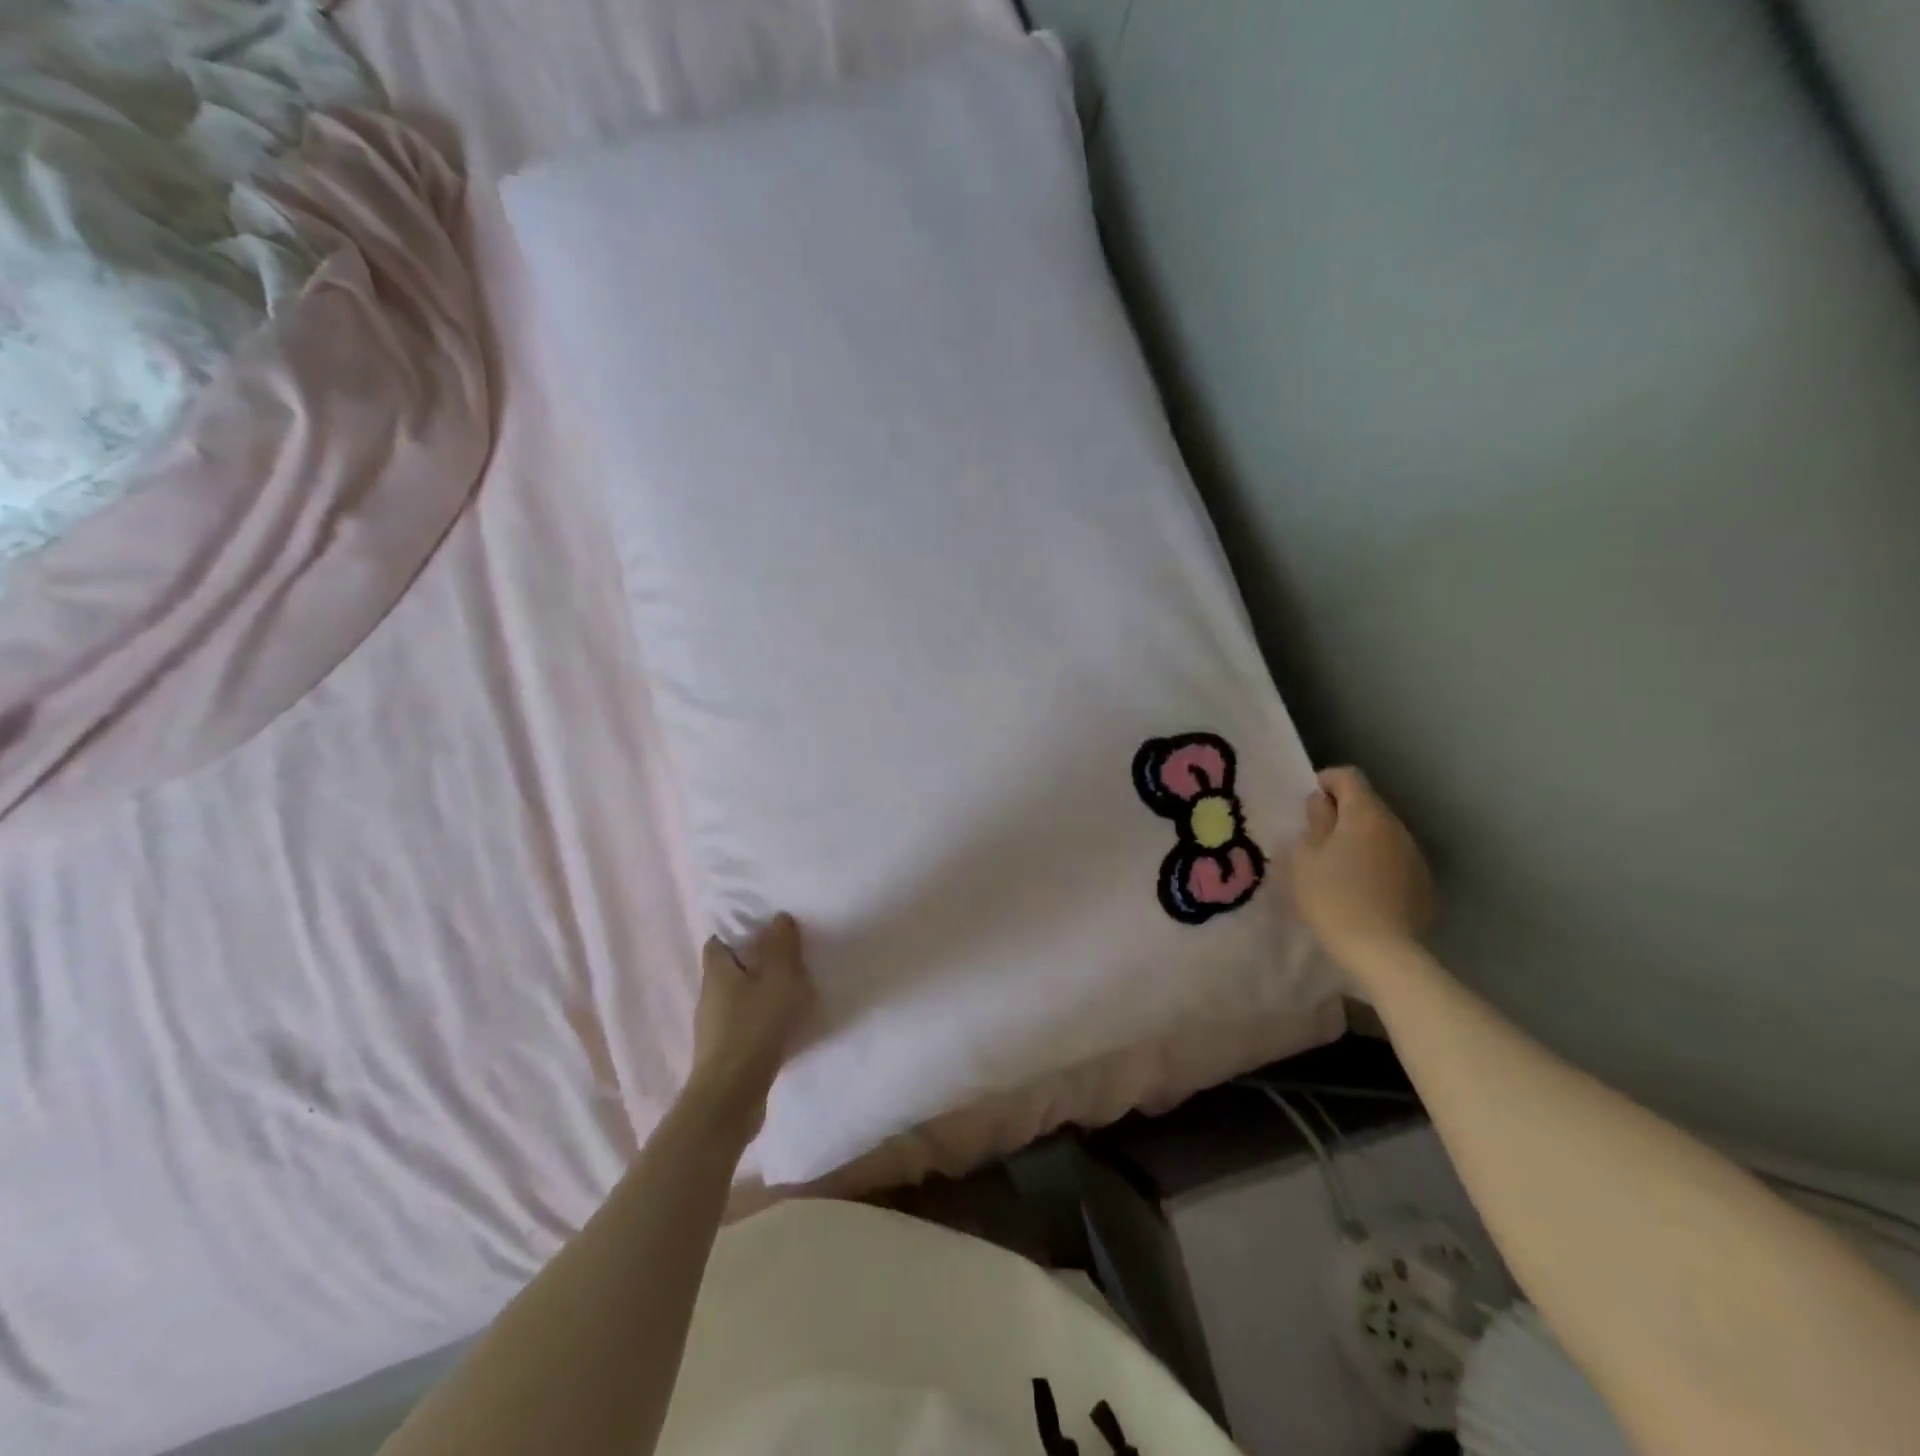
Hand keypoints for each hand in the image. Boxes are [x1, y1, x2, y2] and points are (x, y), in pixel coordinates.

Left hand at [687, 913, 814, 1133]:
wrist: (731, 1097)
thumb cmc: (754, 1028)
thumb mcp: (778, 979)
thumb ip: (781, 947)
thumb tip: (778, 917)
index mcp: (717, 972)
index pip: (718, 943)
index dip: (738, 935)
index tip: (765, 934)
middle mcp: (709, 996)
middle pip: (728, 971)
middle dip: (753, 964)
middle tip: (787, 961)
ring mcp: (713, 1029)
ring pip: (736, 1000)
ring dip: (758, 995)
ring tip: (790, 995)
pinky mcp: (723, 1055)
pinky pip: (743, 1026)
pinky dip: (759, 1022)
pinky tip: (782, 1029)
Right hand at [1290, 767, 1435, 966]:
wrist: (1380, 950)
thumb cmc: (1331, 897)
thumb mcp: (1304, 858)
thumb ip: (1314, 823)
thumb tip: (1323, 804)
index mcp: (1364, 814)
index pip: (1348, 776)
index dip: (1325, 782)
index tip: (1308, 804)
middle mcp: (1395, 826)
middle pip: (1368, 804)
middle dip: (1342, 813)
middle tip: (1317, 839)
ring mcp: (1414, 855)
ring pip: (1382, 833)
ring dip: (1361, 839)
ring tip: (1339, 866)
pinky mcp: (1423, 883)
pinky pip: (1394, 859)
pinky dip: (1377, 863)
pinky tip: (1363, 889)